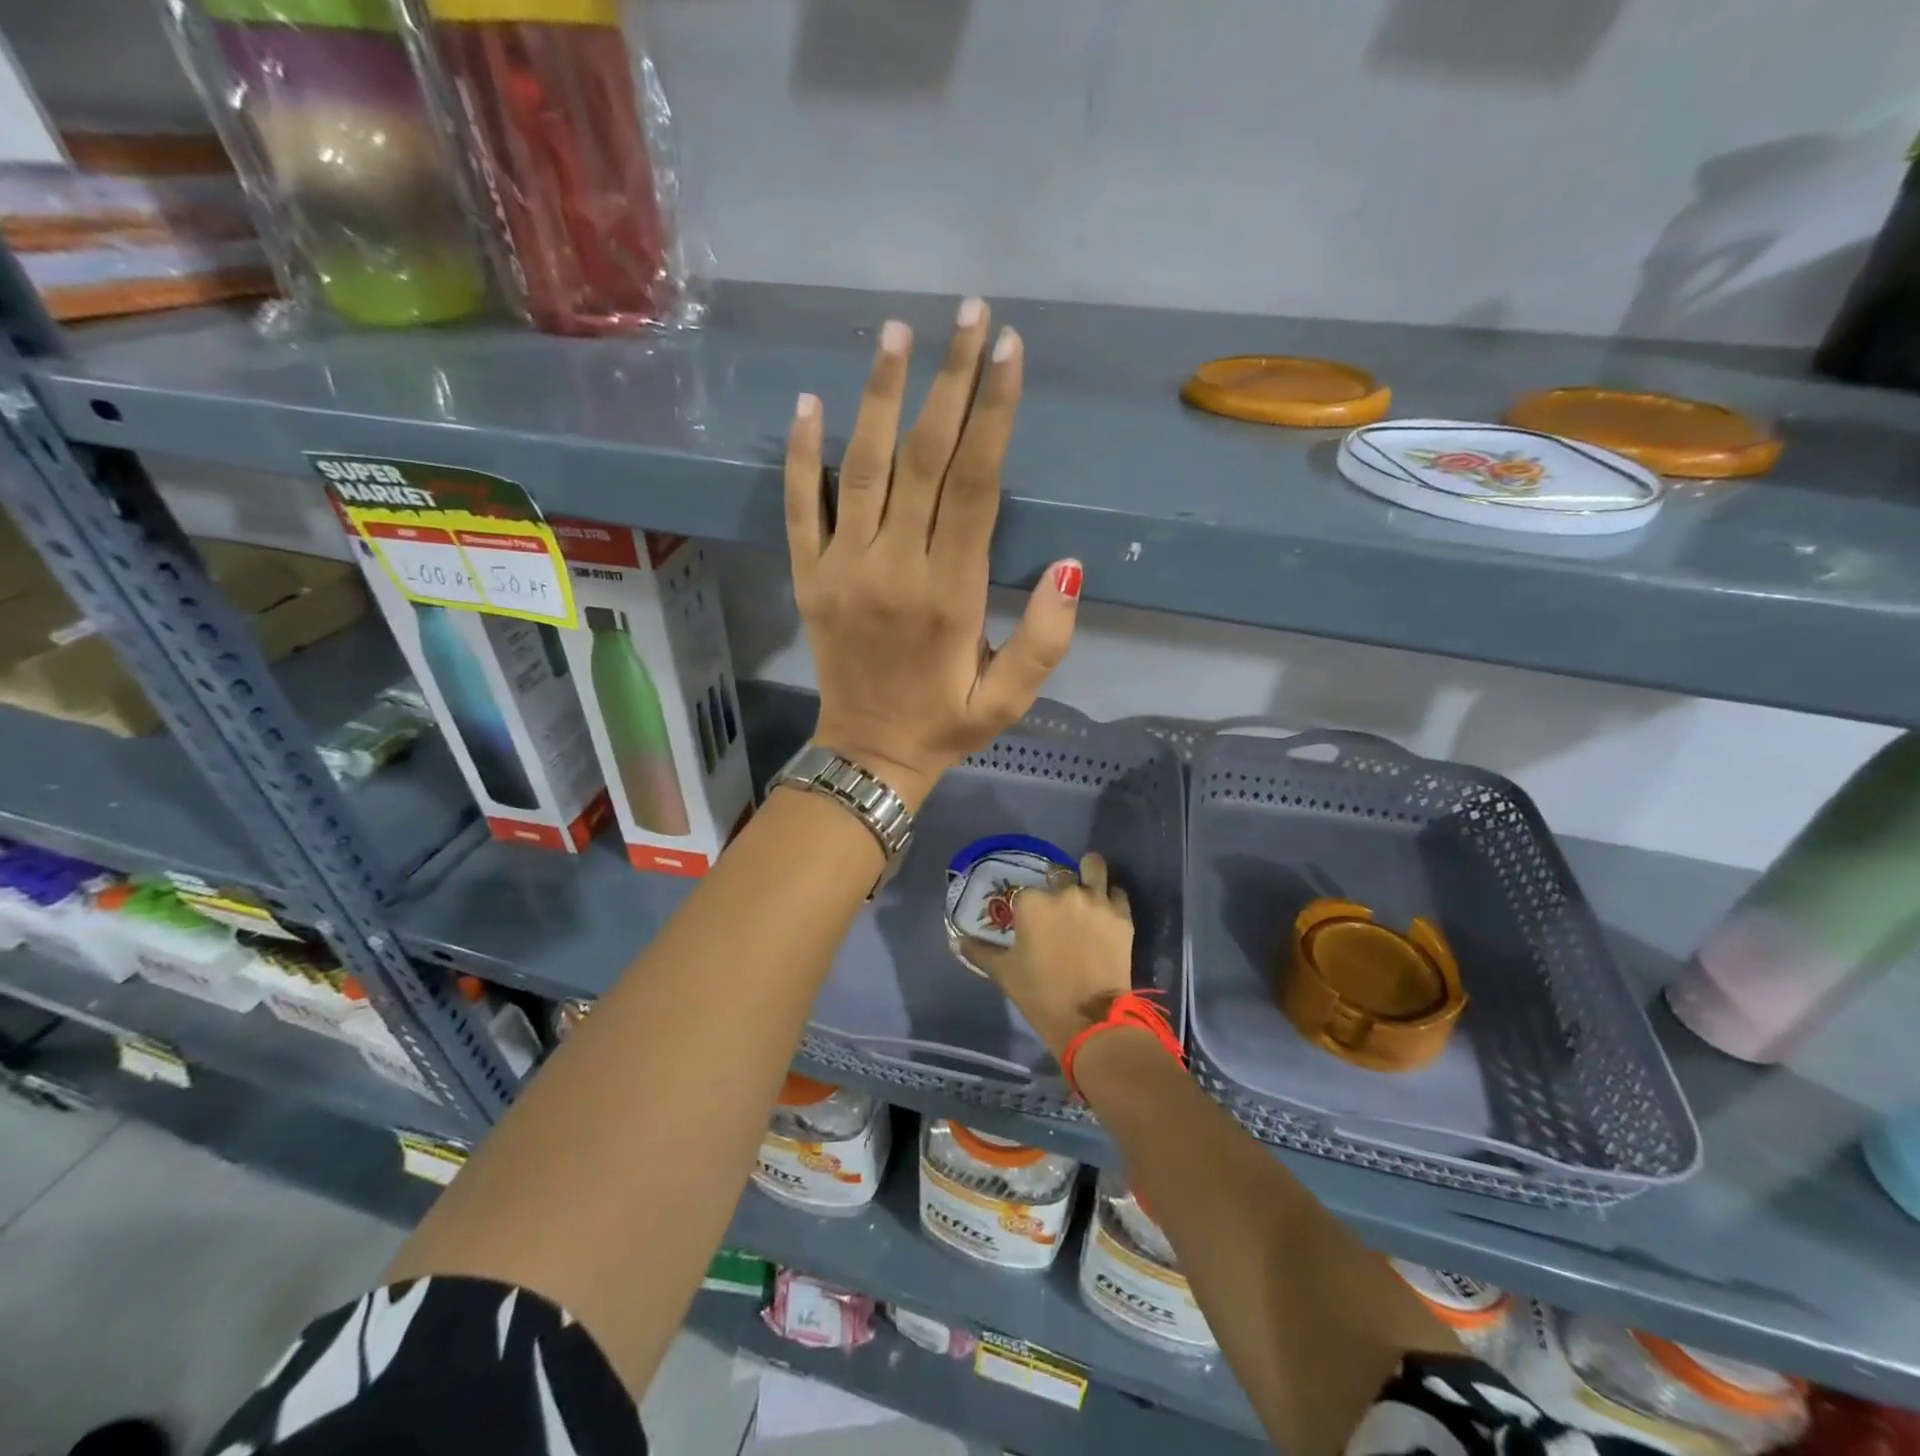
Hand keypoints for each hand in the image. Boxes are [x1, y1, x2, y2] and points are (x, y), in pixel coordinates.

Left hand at [785, 300, 1082, 806]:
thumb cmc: (946, 724)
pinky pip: (799, 507)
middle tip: (967, 314)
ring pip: (861, 468)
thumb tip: (1071, 565)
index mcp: (950, 594)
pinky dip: (800, 455)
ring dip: (879, 396)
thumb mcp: (1010, 700)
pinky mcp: (808, 577)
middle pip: (922, 458)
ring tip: (896, 332)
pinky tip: (808, 403)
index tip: (1008, 350)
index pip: (974, 484)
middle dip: (948, 381)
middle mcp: (894, 568)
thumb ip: (1046, 639)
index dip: (993, 413)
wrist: (868, 754)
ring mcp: (842, 568)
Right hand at [966, 853, 1132, 1060]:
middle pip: (1059, 874)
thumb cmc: (1040, 994)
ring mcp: (1096, 901)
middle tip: (1058, 909)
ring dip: (1089, 873)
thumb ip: (980, 952)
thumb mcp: (1004, 973)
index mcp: (1031, 902)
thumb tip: (957, 941)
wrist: (1090, 1020)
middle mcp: (1064, 892)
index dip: (1027, 905)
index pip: (1025, 891)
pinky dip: (1112, 897)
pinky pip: (1118, 892)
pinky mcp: (1122, 916)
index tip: (1030, 920)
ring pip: (1094, 867)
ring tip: (1088, 884)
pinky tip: (1107, 909)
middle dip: (1057, 886)